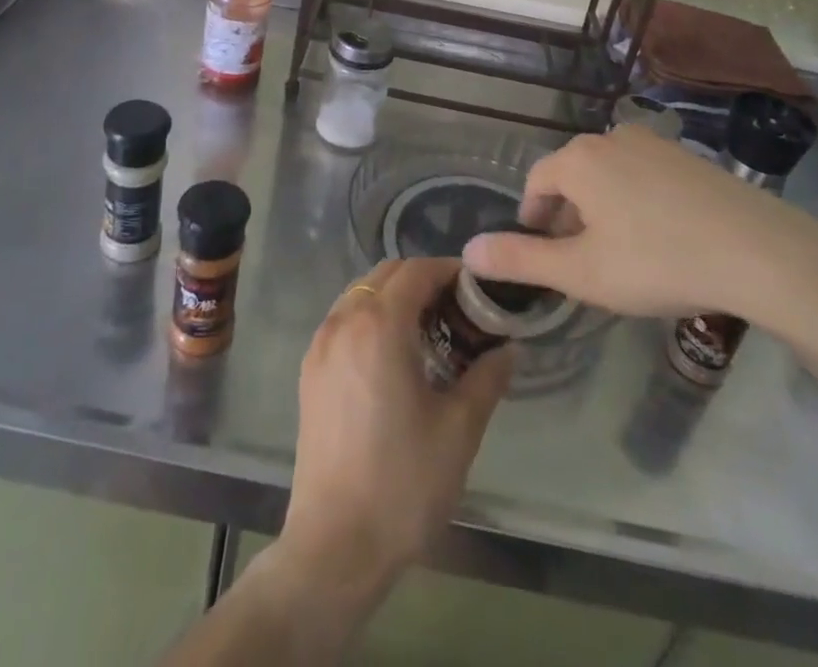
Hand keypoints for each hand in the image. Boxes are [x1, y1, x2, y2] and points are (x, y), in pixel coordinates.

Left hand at [280, 258, 510, 591]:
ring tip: (428, 330)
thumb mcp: (459, 430)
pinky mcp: (309, 371)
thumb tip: (508, 348)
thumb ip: (487, 377)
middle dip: (423, 280)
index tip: (477, 289)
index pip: (417, 270)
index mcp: (379, 325)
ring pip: (361, 293)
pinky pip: (343, 319)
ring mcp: (320, 345)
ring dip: (394, 297)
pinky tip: (393, 355)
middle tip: (458, 309)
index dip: (449, 271)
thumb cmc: (403, 484)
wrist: (335, 546)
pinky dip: (370, 317)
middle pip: (386, 274)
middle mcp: (344, 321)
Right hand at [461, 125, 817, 329]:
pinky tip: (662, 239)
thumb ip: (520, 260)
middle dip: (568, 216)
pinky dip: (638, 202)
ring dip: (603, 209)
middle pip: (573, 176)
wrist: (761, 252)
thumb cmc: (658, 261)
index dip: (532, 218)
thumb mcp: (581, 272)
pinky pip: (645, 175)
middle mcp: (612, 138)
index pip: (537, 181)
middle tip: (581, 260)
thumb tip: (468, 250)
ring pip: (609, 175)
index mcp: (579, 159)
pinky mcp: (689, 157)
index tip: (542, 252)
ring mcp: (655, 144)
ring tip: (621, 254)